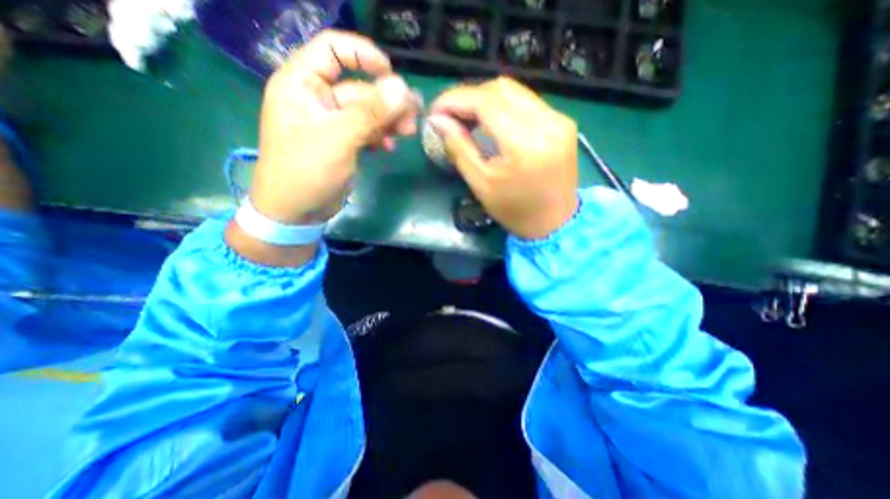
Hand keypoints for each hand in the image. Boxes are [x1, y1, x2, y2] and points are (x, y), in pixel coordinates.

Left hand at [249, 28, 417, 224]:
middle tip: (415, 112)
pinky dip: (379, 137)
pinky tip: (390, 147)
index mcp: (302, 85)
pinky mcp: (341, 144)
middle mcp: (316, 99)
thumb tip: (403, 88)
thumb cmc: (306, 171)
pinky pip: (365, 133)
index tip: (391, 72)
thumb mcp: (339, 138)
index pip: (332, 50)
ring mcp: (331, 124)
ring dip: (388, 121)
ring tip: (409, 131)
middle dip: (387, 101)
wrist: (296, 211)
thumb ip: (371, 113)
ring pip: (366, 113)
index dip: (362, 54)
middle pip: (358, 88)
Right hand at [428, 77, 581, 238]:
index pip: (487, 102)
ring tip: (466, 117)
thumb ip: (459, 148)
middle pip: (501, 89)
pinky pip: (526, 103)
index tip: (436, 109)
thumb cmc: (514, 211)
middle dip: (469, 96)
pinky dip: (503, 106)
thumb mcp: (481, 184)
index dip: (456, 99)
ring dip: (485, 99)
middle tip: (449, 114)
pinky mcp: (562, 122)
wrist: (555, 222)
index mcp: (525, 144)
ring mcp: (559, 120)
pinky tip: (489, 121)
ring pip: (514, 92)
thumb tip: (438, 120)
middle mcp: (547, 123)